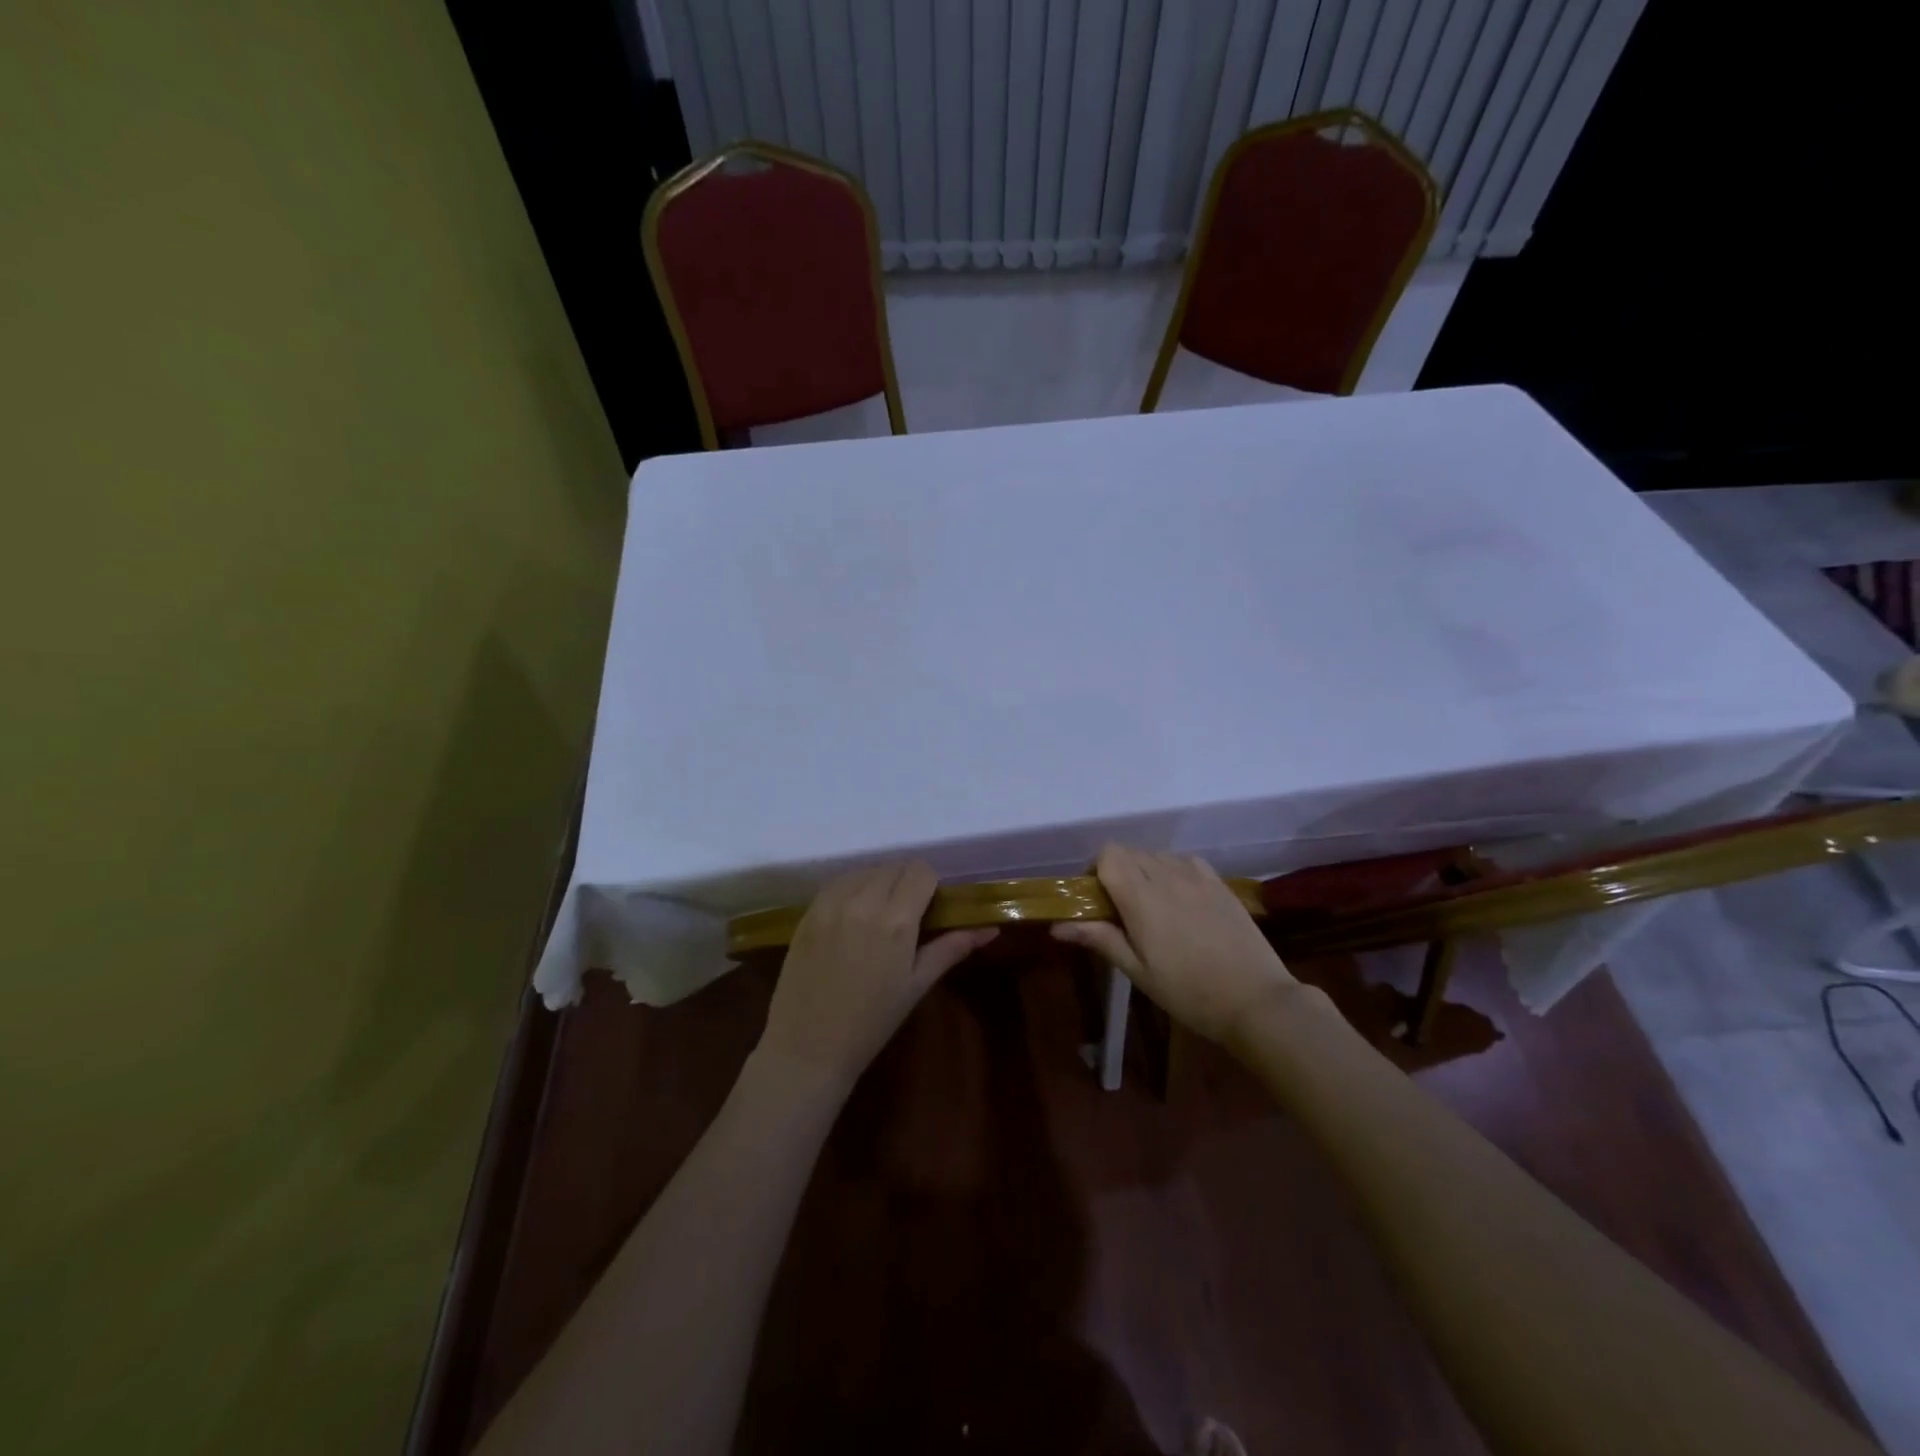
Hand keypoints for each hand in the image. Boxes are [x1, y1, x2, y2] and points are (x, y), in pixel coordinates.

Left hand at [759, 862, 996, 1087]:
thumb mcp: (917, 985)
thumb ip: (952, 947)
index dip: (930, 885)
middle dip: (906, 882)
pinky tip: (852, 916)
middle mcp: (863, 903)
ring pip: (865, 870)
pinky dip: (851, 888)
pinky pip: (837, 883)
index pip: (920, 871)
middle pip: (894, 867)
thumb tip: (991, 928)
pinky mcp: (808, 912)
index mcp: (896, 922)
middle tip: (906, 913)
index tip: (929, 907)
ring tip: (877, 914)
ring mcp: (831, 905)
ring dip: (878, 882)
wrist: (808, 1047)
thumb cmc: (872, 1022)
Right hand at [1052, 845, 1301, 1042]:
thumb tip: (1057, 926)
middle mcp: (1166, 875)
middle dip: (1116, 871)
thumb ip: (1099, 939)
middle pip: (1129, 852)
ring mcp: (1196, 875)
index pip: (1108, 854)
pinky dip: (1171, 871)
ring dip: (1144, 871)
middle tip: (1120, 910)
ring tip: (1151, 907)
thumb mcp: (1138, 970)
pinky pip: (1183, 861)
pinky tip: (1180, 901)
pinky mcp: (1219, 882)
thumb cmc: (1189, 992)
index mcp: (1141, 896)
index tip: (1096, 900)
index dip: (1095, 870)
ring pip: (1155, 855)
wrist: (1255, 1000)